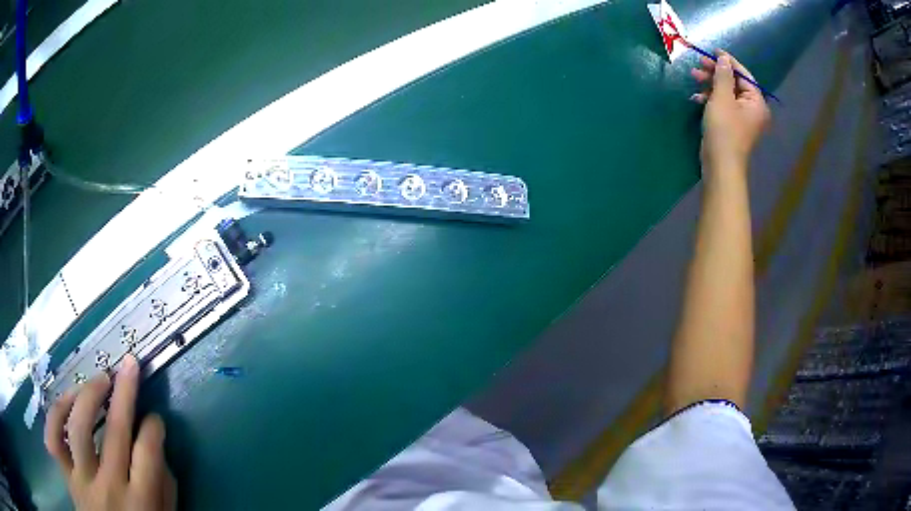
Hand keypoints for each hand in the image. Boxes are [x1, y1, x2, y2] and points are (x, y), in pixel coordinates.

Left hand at [44, 355, 176, 510]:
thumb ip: (165, 492)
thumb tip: (159, 453)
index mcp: (142, 504)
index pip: (149, 454)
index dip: (154, 428)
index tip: (155, 419)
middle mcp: (111, 488)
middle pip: (116, 431)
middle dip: (125, 392)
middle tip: (130, 365)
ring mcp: (83, 479)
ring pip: (79, 427)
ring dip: (89, 395)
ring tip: (100, 379)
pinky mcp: (67, 475)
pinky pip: (55, 436)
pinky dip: (57, 413)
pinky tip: (67, 399)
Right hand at [691, 50, 769, 173]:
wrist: (720, 165)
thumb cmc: (724, 130)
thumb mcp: (721, 97)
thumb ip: (723, 75)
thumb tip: (724, 58)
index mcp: (756, 102)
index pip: (744, 75)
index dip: (728, 61)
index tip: (713, 50)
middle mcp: (753, 109)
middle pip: (734, 83)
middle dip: (715, 73)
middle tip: (699, 64)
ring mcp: (742, 118)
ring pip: (726, 93)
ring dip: (709, 84)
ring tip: (693, 77)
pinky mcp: (731, 125)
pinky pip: (722, 105)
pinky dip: (710, 99)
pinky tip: (697, 97)